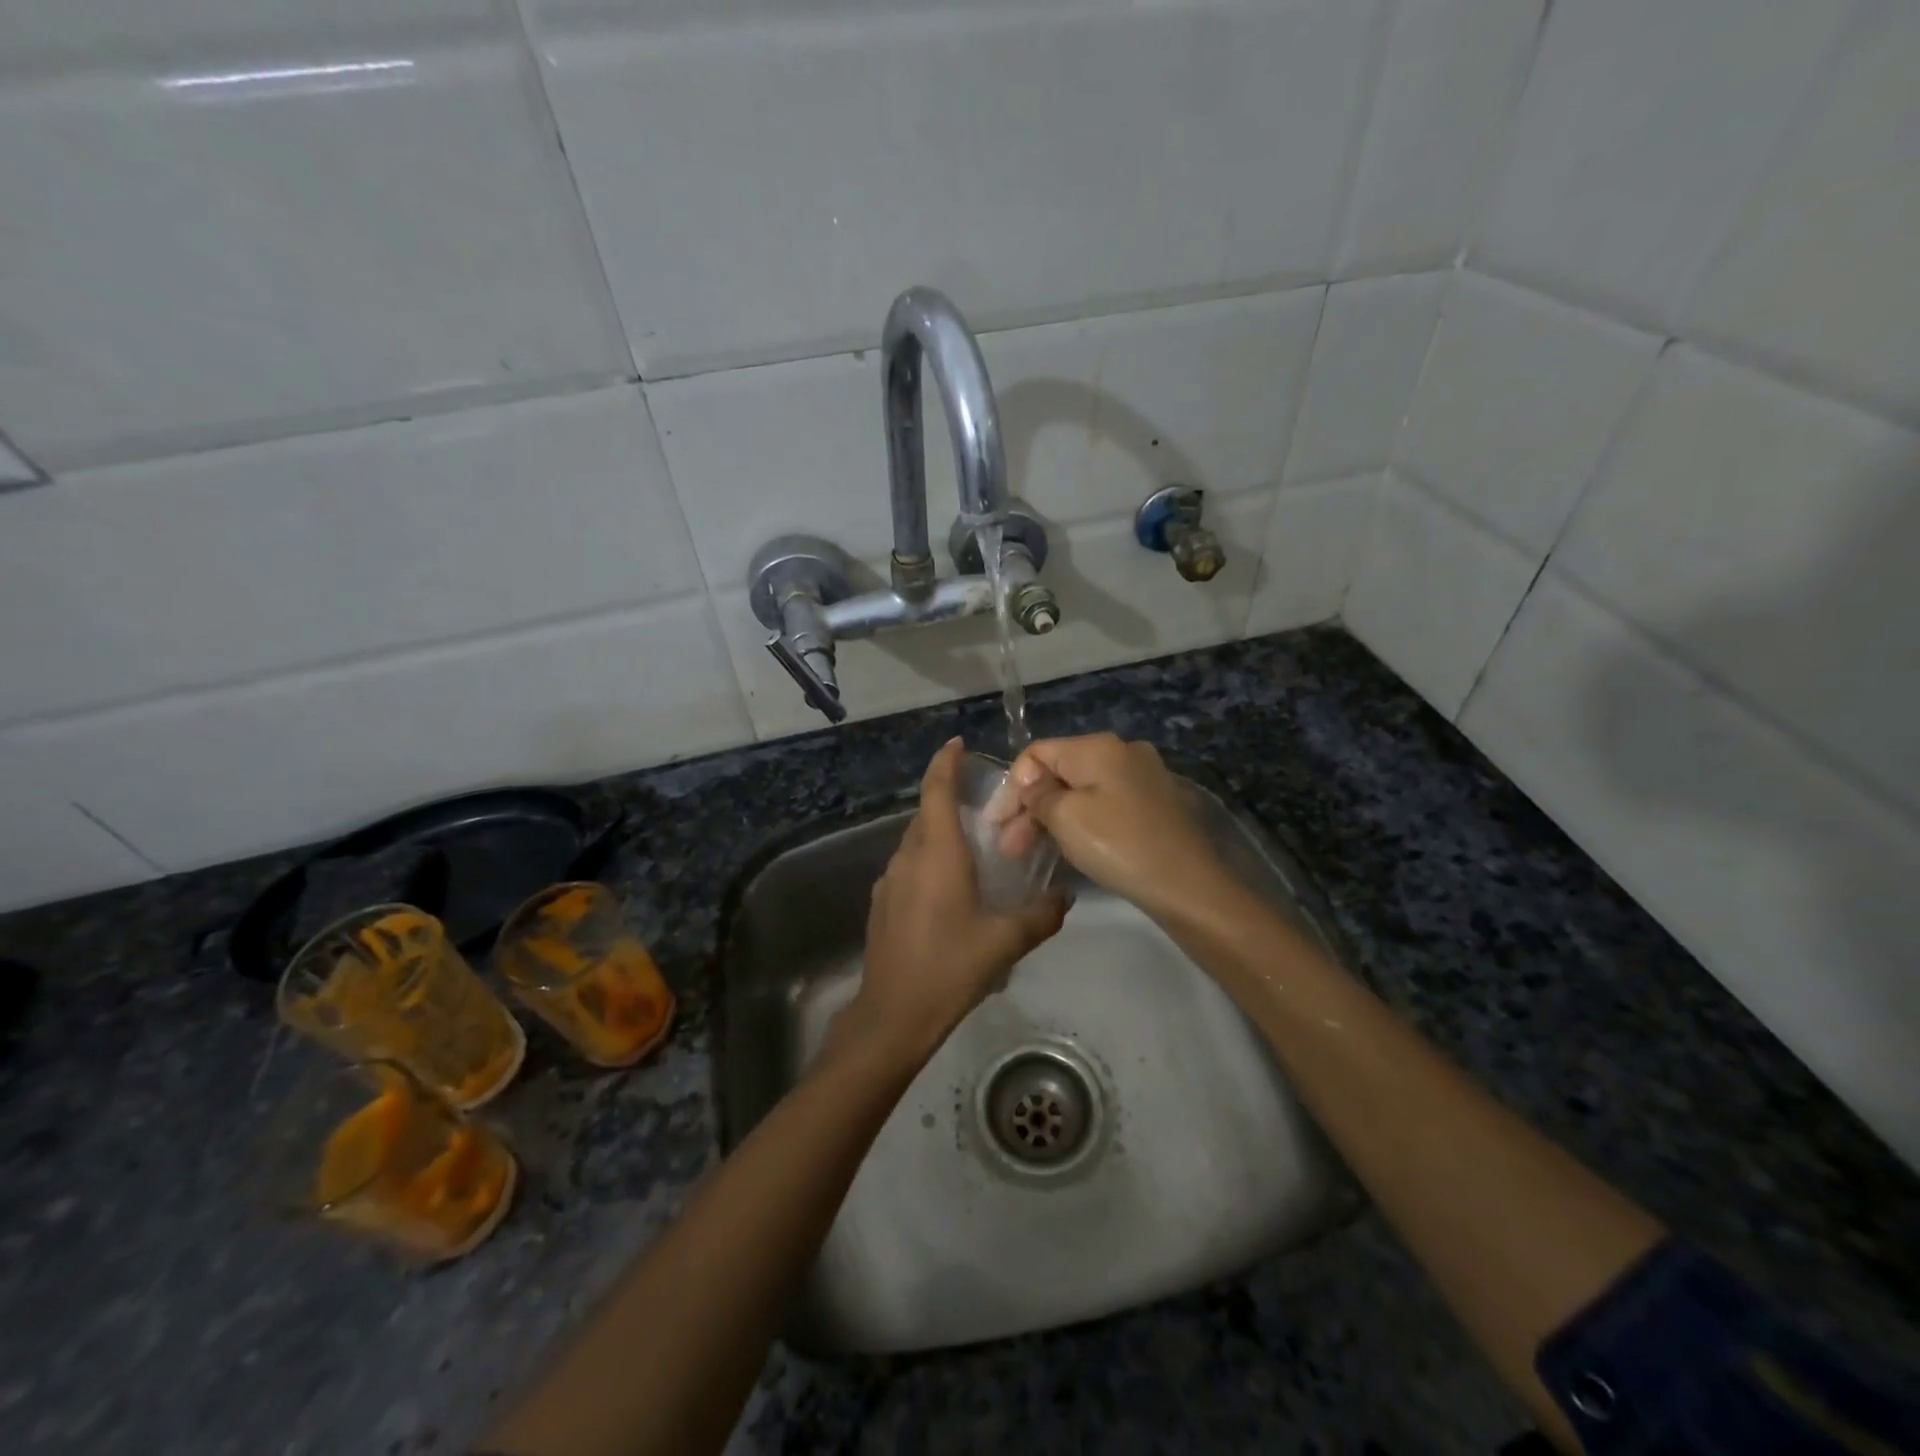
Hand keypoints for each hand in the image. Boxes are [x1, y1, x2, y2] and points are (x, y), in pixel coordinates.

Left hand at [848, 740, 1067, 1057]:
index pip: (936, 790)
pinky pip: (910, 865)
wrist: (893, 1014)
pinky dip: (930, 859)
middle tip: (985, 802)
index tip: (958, 743)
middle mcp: (909, 856)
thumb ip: (1040, 915)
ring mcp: (890, 879)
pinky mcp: (883, 902)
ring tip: (974, 844)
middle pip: (927, 813)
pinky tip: (952, 886)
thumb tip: (1065, 898)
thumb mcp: (1005, 941)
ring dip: (941, 832)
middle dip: (950, 797)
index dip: (945, 762)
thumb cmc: (950, 967)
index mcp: (937, 853)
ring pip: (917, 840)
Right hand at [1004, 734, 1224, 917]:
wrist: (1188, 886)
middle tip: (1008, 847)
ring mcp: (1142, 777)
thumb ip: (1038, 795)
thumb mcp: (1066, 818)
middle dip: (1028, 807)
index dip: (1010, 787)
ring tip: (1029, 852)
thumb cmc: (1119, 845)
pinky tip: (1066, 847)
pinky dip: (1079, 822)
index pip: (1037, 753)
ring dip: (1051, 818)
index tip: (994, 825)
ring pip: (1080, 791)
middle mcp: (1122, 752)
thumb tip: (1030, 784)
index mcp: (1098, 746)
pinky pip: (1103, 805)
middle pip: (1059, 772)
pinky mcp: (1153, 804)